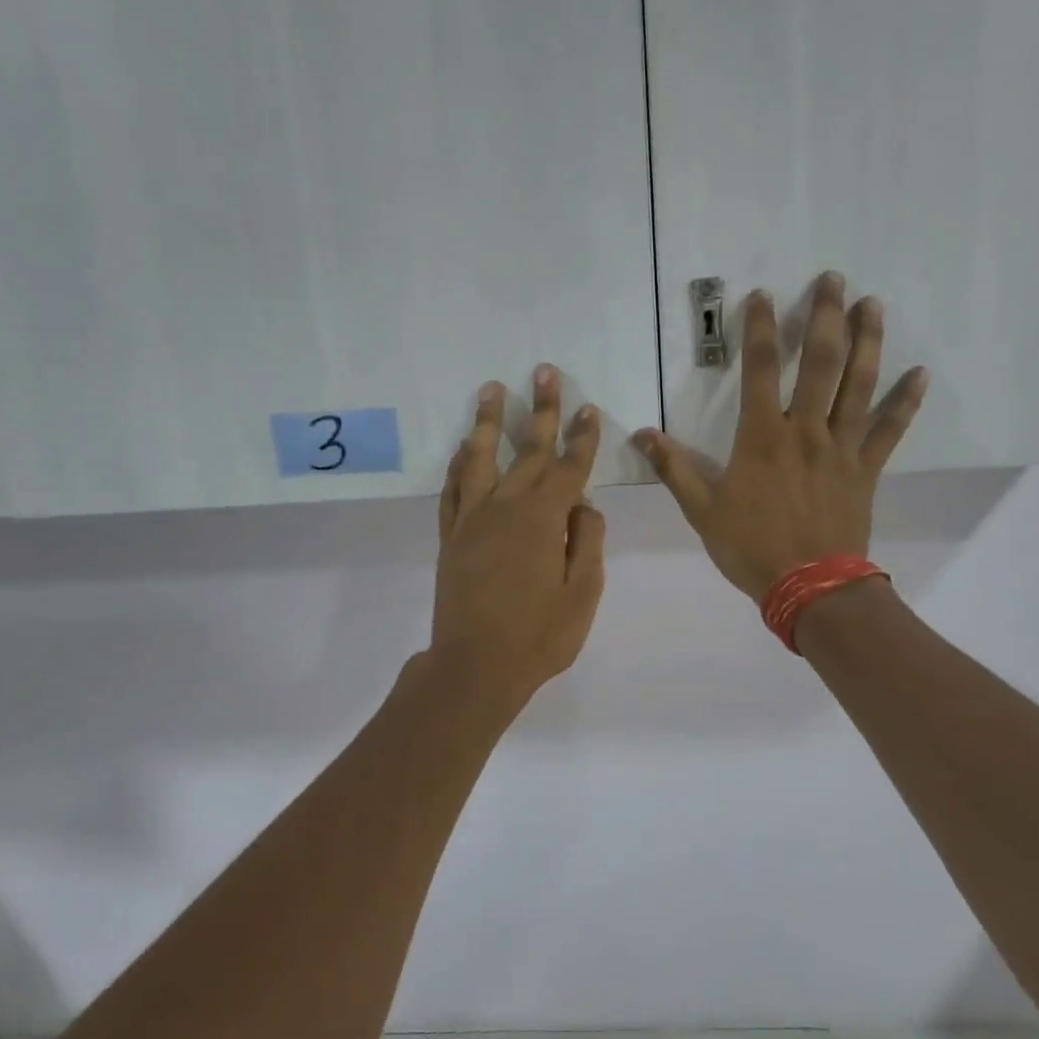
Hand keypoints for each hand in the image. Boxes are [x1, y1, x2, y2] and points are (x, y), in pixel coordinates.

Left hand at [431, 365, 606, 704]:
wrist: (475, 667)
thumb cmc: (539, 637)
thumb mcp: (583, 594)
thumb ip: (586, 542)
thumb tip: (584, 507)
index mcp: (544, 519)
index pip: (570, 467)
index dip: (582, 437)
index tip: (588, 408)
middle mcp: (506, 507)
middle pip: (528, 450)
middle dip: (541, 410)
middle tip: (545, 371)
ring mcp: (473, 520)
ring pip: (480, 458)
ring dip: (488, 421)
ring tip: (492, 389)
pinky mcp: (451, 536)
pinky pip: (453, 489)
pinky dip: (458, 464)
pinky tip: (463, 447)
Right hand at [632, 272, 926, 598]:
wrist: (811, 587)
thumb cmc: (752, 548)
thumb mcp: (702, 511)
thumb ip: (675, 469)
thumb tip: (642, 434)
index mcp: (763, 438)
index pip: (760, 371)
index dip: (760, 330)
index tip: (763, 295)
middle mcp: (806, 431)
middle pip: (820, 363)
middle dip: (826, 317)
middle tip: (834, 279)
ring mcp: (841, 448)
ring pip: (859, 385)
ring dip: (868, 342)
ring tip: (873, 305)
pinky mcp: (866, 469)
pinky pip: (890, 430)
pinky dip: (905, 402)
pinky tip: (921, 374)